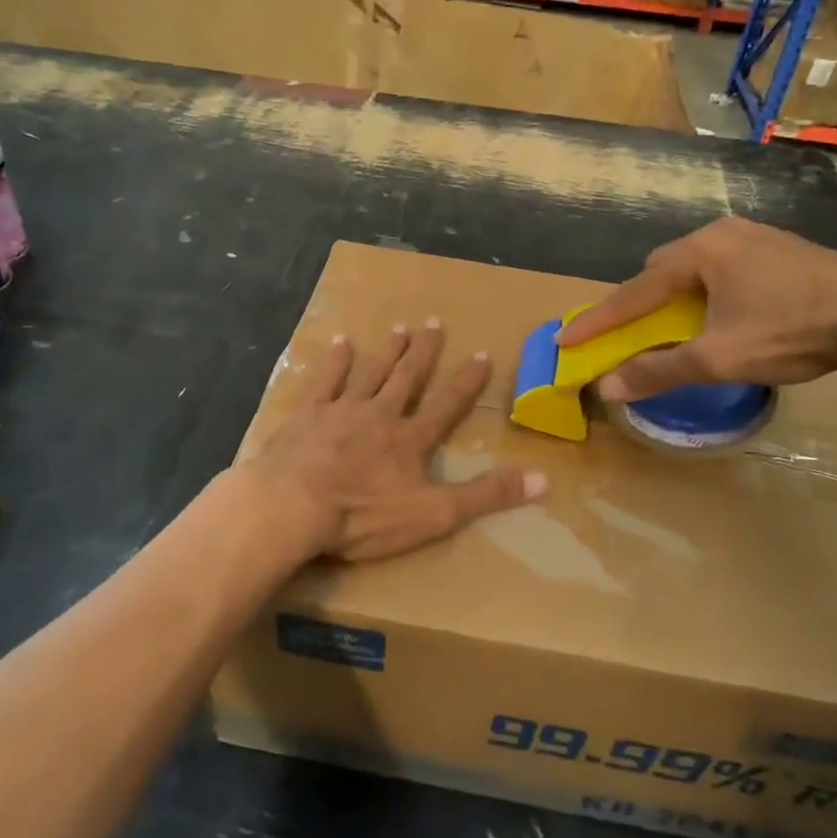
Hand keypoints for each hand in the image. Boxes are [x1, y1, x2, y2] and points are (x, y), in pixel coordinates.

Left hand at [240, 321, 546, 560]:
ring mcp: (341, 410)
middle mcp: (380, 414)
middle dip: (423, 351)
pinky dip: (334, 361)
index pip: (447, 404)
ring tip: (399, 328)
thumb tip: (543, 479)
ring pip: (370, 372)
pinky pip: (325, 381)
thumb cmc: (364, 515)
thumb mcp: (435, 514)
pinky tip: (340, 342)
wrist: (293, 507)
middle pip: (407, 377)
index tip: (481, 353)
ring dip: (387, 350)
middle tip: (434, 322)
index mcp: (410, 439)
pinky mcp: (307, 416)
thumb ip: (486, 496)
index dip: (467, 380)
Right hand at [554, 218, 836, 399]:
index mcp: (699, 253)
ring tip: (681, 325)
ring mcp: (755, 235)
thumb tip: (607, 387)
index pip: (633, 291)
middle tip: (633, 332)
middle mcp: (721, 233)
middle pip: (662, 269)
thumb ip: (659, 371)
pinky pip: (725, 265)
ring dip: (678, 294)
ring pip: (696, 265)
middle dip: (641, 301)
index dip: (598, 319)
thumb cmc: (790, 331)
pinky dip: (709, 289)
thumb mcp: (718, 358)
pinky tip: (726, 311)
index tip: (566, 339)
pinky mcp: (781, 246)